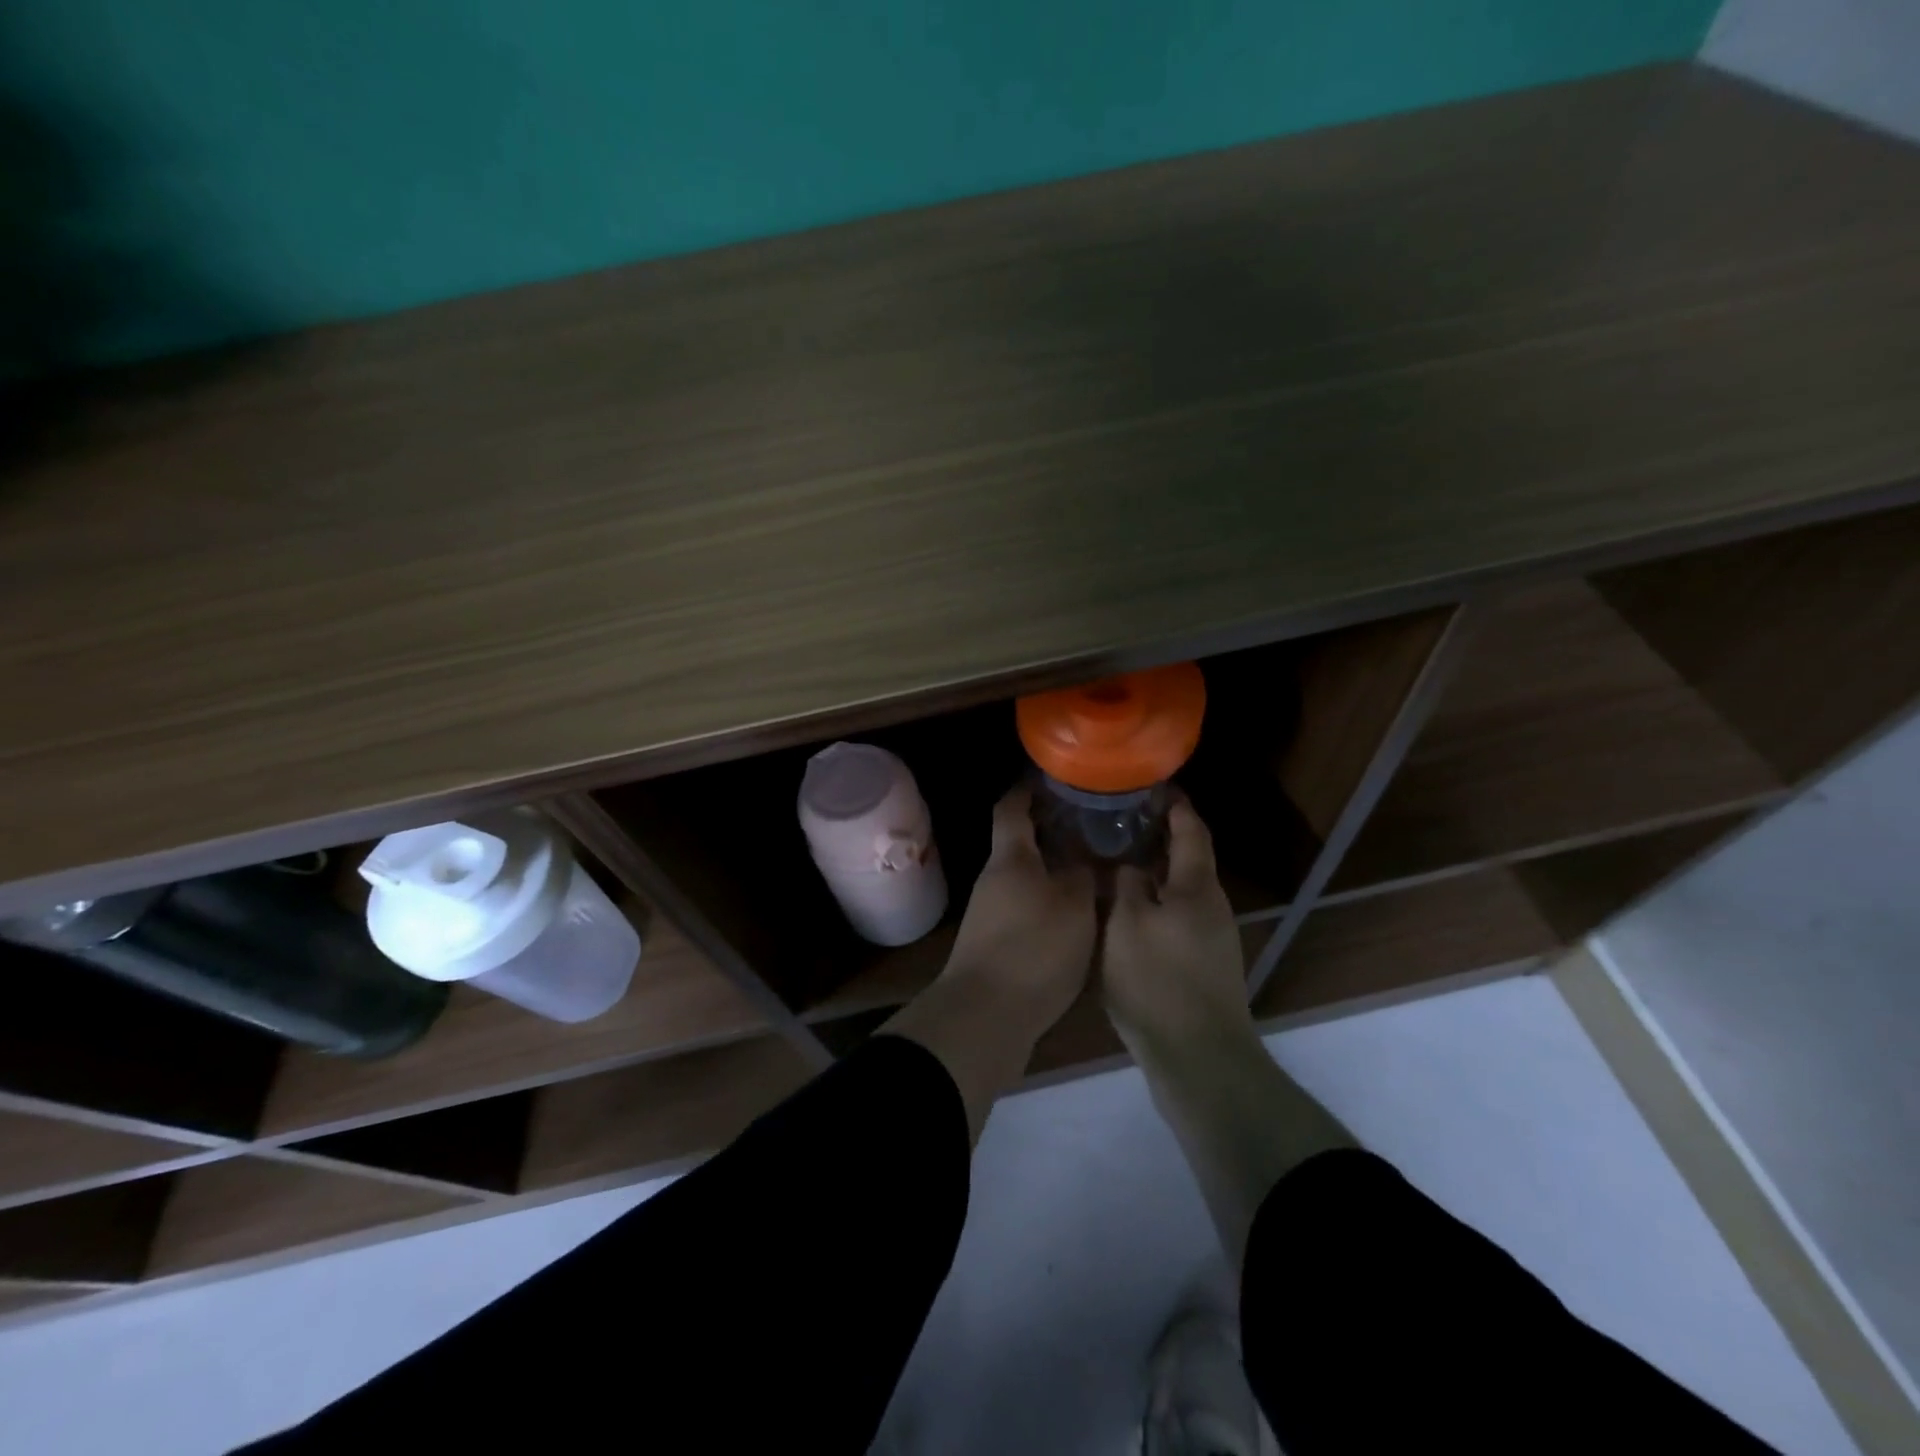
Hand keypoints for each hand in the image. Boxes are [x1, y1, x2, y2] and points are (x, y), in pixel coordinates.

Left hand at [943, 785, 1096, 1029]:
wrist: (985, 1015)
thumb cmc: (1033, 948)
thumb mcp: (1074, 907)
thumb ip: (1084, 876)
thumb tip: (1087, 859)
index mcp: (1010, 858)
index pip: (1011, 808)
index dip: (1027, 789)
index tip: (1051, 779)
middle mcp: (994, 879)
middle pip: (1020, 844)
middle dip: (1051, 833)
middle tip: (1091, 827)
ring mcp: (990, 913)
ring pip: (1025, 878)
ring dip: (1052, 870)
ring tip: (1092, 870)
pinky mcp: (994, 944)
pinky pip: (1025, 908)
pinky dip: (1048, 902)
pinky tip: (1075, 915)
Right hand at [1102, 797, 1253, 1061]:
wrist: (1199, 1059)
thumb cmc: (1158, 981)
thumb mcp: (1126, 925)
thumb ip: (1126, 886)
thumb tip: (1129, 866)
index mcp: (1196, 888)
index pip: (1191, 830)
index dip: (1176, 805)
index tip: (1153, 786)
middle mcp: (1211, 906)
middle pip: (1188, 860)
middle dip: (1159, 837)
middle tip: (1120, 822)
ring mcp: (1211, 939)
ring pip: (1180, 890)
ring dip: (1154, 872)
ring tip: (1116, 861)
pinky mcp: (1202, 966)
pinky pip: (1176, 917)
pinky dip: (1154, 903)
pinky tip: (1126, 912)